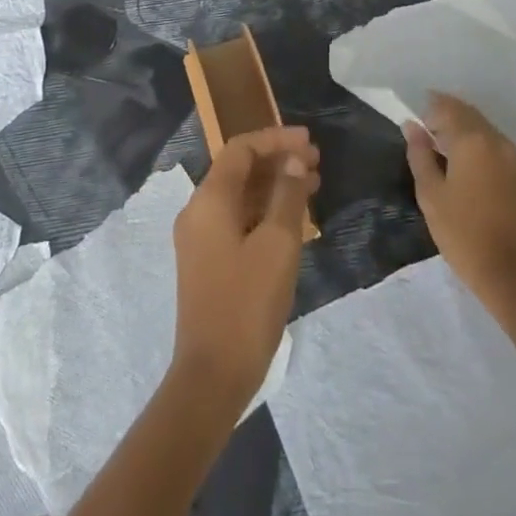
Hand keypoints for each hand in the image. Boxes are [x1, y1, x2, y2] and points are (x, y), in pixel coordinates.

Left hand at [170, 126, 319, 409]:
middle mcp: (198, 211)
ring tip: (313, 184)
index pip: (241, 149)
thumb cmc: (247, 304)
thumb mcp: (278, 245)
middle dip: (277, 160)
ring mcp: (200, 238)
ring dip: (273, 184)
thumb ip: (287, 196)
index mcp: (209, 200)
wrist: (212, 376)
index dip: (275, 139)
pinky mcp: (208, 260)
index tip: (309, 141)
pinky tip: (293, 218)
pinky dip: (264, 209)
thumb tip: (294, 161)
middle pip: (238, 169)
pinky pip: (236, 218)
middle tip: (317, 162)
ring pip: (239, 195)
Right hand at [405, 93, 515, 317]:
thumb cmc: (463, 233)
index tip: (414, 119)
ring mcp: (512, 157)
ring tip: (442, 147)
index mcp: (471, 140)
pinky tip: (464, 163)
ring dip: (463, 129)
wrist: (513, 273)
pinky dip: (477, 143)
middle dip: (446, 115)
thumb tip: (412, 126)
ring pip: (483, 128)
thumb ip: (420, 155)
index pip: (447, 107)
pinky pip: (494, 145)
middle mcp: (495, 140)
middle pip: (468, 114)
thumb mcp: (431, 194)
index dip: (429, 108)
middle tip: (426, 131)